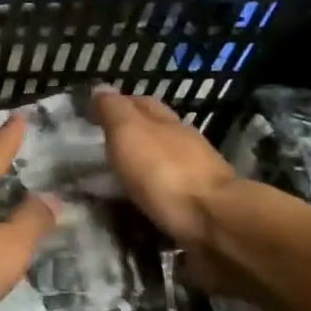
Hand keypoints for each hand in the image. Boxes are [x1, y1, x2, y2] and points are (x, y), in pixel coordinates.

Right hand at [93, 90, 237, 250]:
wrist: (215, 223)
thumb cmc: (164, 171)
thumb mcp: (128, 133)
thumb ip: (114, 111)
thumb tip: (101, 87)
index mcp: (168, 122)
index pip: (142, 103)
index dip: (119, 104)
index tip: (95, 114)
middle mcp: (186, 144)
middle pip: (157, 131)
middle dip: (133, 136)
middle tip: (103, 148)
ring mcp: (198, 176)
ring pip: (165, 163)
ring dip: (145, 167)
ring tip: (118, 179)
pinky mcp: (203, 207)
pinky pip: (171, 194)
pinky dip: (154, 193)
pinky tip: (141, 202)